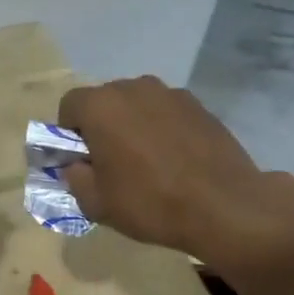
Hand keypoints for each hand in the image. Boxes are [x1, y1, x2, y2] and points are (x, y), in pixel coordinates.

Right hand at [57, 76, 293, 263]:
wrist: (224, 206)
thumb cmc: (150, 203)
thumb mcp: (96, 203)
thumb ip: (75, 177)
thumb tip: (77, 165)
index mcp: (102, 106)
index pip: (70, 105)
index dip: (69, 133)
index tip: (82, 160)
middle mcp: (134, 88)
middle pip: (105, 100)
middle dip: (102, 126)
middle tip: (112, 163)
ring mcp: (171, 93)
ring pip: (138, 105)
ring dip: (133, 125)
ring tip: (147, 162)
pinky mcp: (199, 106)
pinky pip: (166, 112)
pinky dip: (163, 129)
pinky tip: (175, 160)